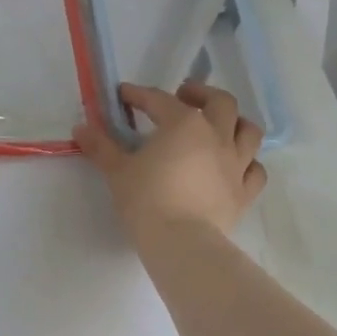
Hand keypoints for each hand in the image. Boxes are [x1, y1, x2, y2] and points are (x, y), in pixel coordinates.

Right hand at [75, 82, 268, 241]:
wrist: (181, 242)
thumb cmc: (146, 199)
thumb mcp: (117, 171)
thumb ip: (100, 147)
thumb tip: (81, 129)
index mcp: (183, 124)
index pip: (159, 100)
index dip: (139, 94)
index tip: (124, 94)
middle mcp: (216, 136)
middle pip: (220, 102)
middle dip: (201, 94)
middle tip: (184, 97)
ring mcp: (236, 164)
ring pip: (248, 130)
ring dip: (235, 122)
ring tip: (219, 125)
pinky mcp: (245, 192)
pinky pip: (255, 171)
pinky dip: (247, 163)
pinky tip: (236, 165)